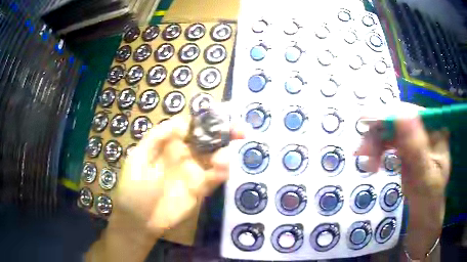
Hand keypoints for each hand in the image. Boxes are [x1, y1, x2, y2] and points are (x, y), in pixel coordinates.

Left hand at [115, 115, 244, 234]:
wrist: (139, 221)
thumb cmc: (133, 188)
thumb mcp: (139, 158)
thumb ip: (158, 137)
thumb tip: (183, 122)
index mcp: (168, 143)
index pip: (190, 125)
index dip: (205, 118)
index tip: (221, 113)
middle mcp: (184, 154)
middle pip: (208, 138)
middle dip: (224, 132)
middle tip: (240, 130)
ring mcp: (193, 172)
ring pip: (214, 157)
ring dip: (224, 154)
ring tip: (223, 158)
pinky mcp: (200, 189)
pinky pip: (214, 177)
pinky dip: (222, 172)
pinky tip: (222, 170)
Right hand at [355, 109, 450, 200]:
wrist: (423, 211)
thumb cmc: (428, 198)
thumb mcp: (425, 176)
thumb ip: (416, 149)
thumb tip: (403, 116)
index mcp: (435, 129)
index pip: (412, 112)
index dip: (389, 115)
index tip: (366, 123)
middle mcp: (424, 126)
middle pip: (397, 118)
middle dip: (378, 134)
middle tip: (362, 153)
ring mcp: (414, 135)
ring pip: (388, 129)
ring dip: (374, 144)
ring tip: (367, 165)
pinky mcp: (404, 145)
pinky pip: (387, 140)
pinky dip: (377, 150)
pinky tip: (373, 164)